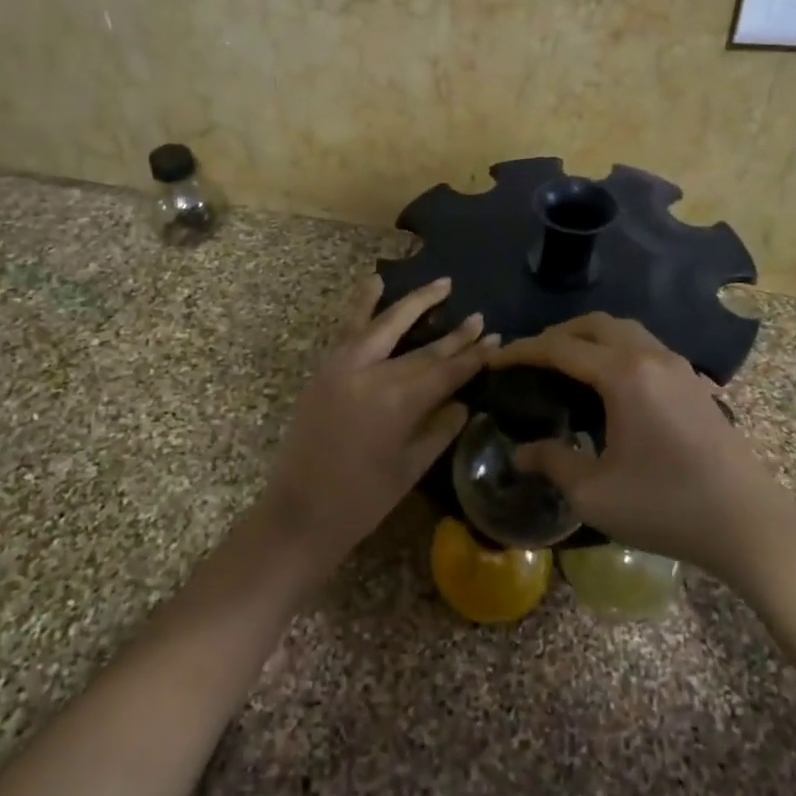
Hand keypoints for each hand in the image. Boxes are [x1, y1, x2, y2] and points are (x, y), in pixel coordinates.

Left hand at [259, 276, 497, 572]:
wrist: (300, 512)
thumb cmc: (362, 500)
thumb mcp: (411, 467)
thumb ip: (440, 428)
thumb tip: (463, 401)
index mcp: (399, 403)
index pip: (446, 372)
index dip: (473, 356)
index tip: (495, 338)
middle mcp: (373, 375)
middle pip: (423, 348)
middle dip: (454, 334)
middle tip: (479, 317)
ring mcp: (344, 367)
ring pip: (385, 324)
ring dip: (414, 303)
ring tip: (440, 284)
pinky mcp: (325, 369)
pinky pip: (348, 329)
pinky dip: (362, 303)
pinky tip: (375, 282)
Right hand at [490, 314, 787, 585]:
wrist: (748, 524)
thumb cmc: (666, 506)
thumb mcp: (595, 492)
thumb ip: (553, 462)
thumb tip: (520, 452)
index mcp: (623, 374)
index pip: (560, 348)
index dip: (522, 351)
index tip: (495, 360)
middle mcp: (651, 357)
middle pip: (595, 324)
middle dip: (556, 334)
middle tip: (530, 359)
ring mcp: (678, 367)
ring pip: (625, 331)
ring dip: (590, 338)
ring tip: (565, 366)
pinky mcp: (695, 383)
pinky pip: (645, 347)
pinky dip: (616, 350)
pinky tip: (608, 385)